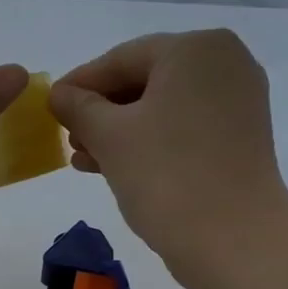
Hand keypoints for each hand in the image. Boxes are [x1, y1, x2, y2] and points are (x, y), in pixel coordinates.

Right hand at [49, 29, 287, 269]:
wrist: (233, 239)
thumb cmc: (167, 175)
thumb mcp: (109, 136)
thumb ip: (78, 107)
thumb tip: (59, 94)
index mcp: (195, 49)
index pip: (121, 59)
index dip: (79, 83)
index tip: (49, 107)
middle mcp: (224, 63)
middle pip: (144, 80)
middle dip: (100, 111)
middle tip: (67, 139)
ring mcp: (237, 101)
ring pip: (161, 107)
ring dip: (118, 131)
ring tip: (84, 159)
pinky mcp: (239, 137)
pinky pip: (182, 127)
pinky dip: (148, 141)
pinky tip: (113, 166)